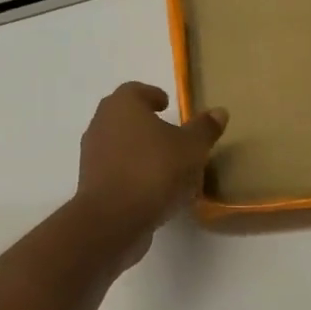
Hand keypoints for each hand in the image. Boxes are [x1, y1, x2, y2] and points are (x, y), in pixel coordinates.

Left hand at [73, 83, 226, 265]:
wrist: (113, 219)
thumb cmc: (154, 171)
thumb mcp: (191, 148)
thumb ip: (204, 129)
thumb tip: (218, 111)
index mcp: (122, 106)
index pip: (135, 90)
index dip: (152, 95)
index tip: (166, 105)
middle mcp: (101, 124)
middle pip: (124, 117)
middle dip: (145, 123)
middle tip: (169, 133)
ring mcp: (92, 155)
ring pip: (119, 145)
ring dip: (139, 151)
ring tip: (165, 164)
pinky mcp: (91, 184)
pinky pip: (116, 171)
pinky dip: (132, 173)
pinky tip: (153, 188)